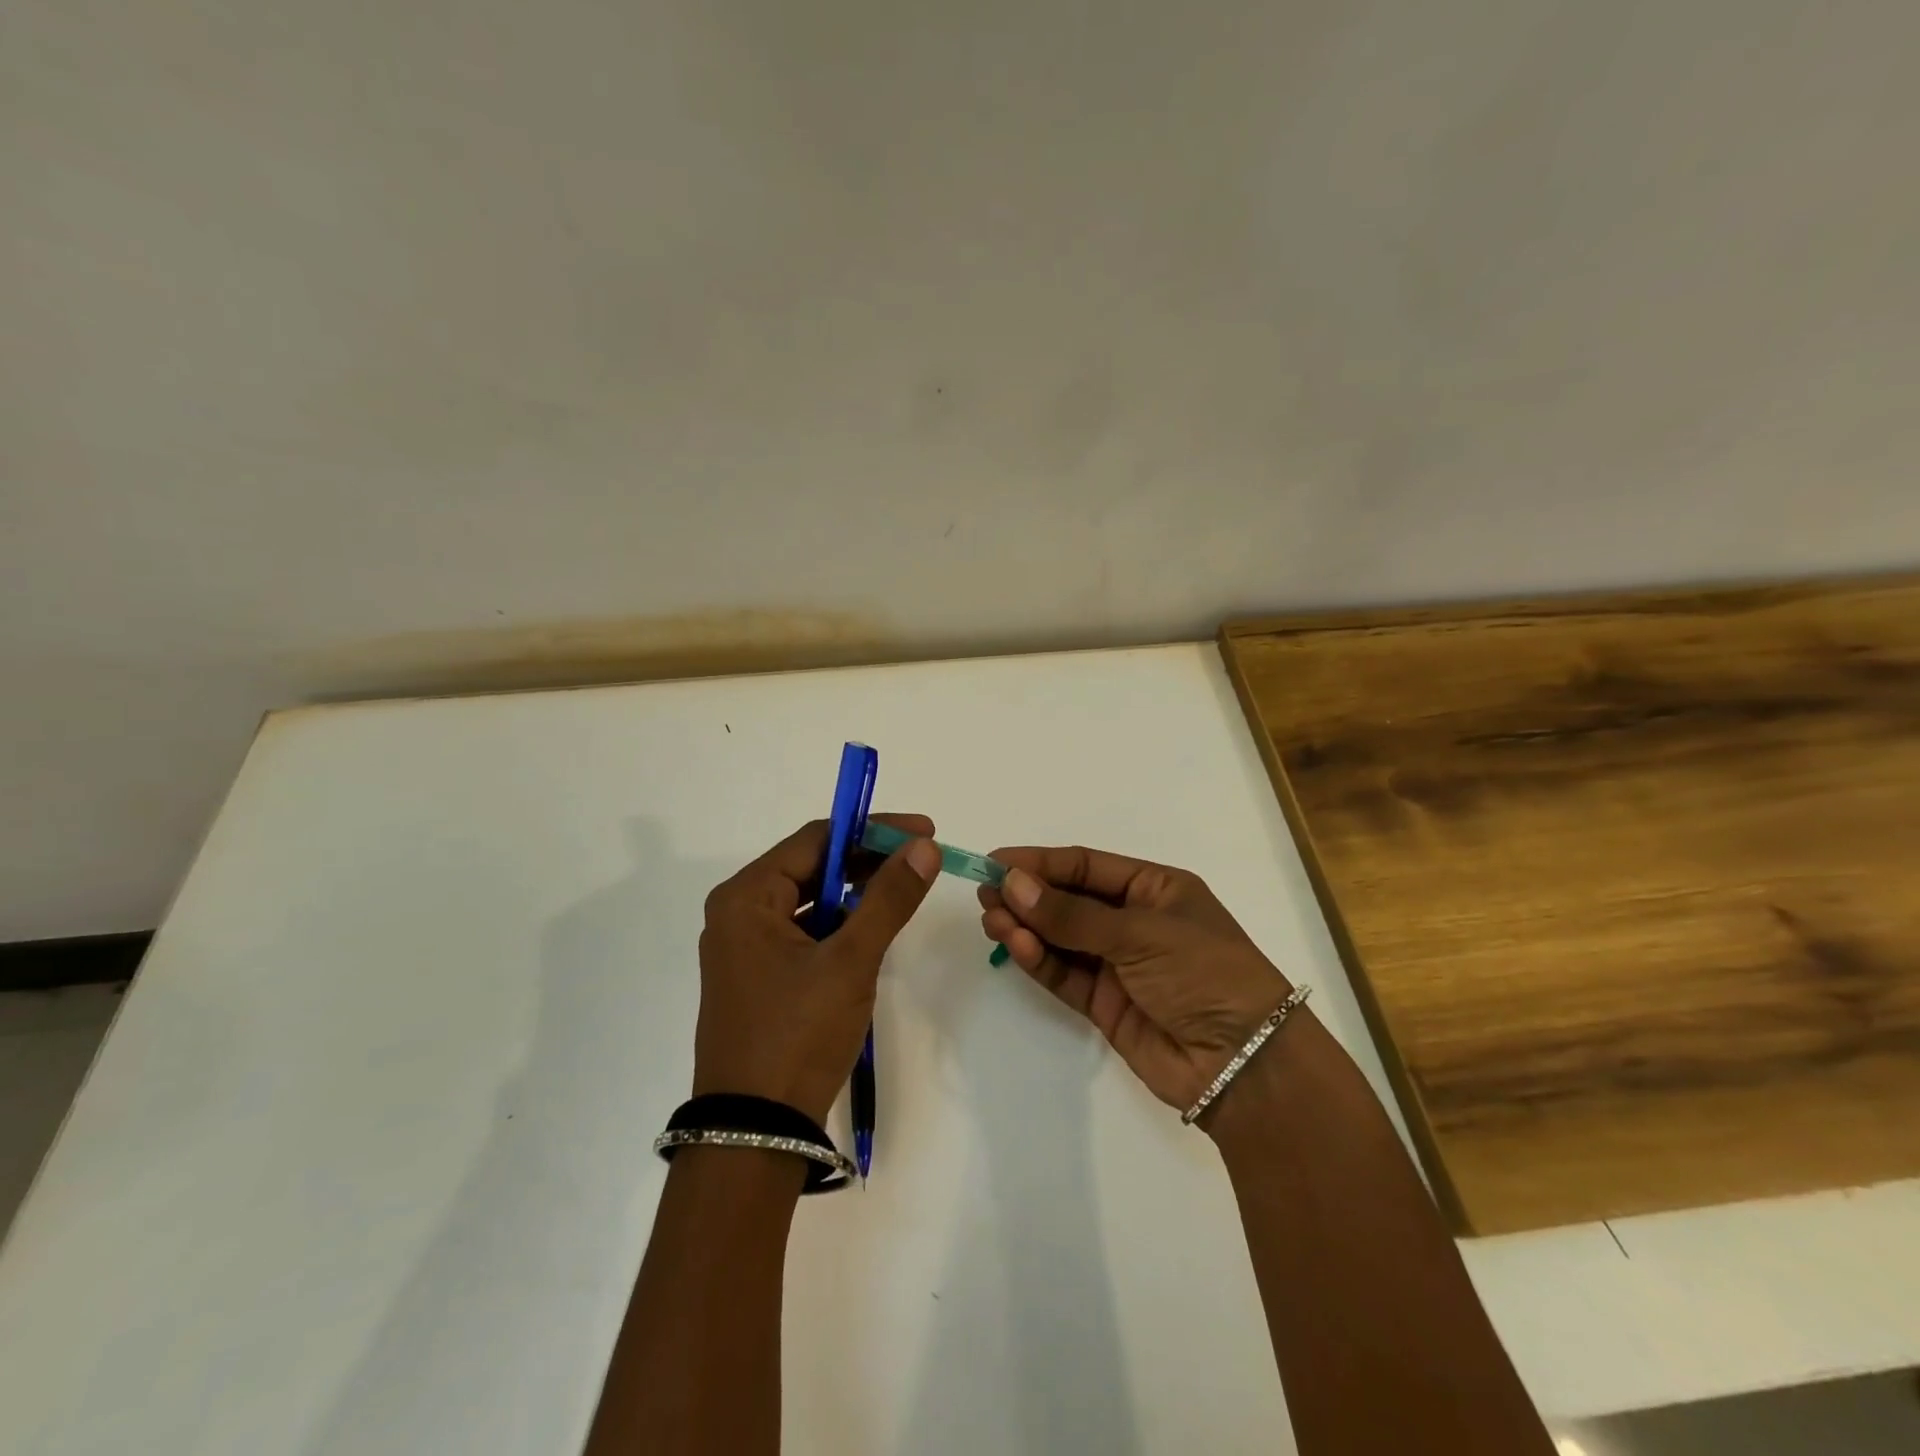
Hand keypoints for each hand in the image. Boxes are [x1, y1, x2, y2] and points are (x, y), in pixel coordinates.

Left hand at [694, 815, 941, 1123]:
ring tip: (904, 889)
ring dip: (856, 891)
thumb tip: (923, 846)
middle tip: (921, 859)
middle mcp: (738, 912)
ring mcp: (745, 946)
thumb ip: (888, 898)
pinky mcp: (758, 975)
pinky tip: (871, 928)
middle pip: (812, 865)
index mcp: (746, 896)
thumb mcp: (850, 960)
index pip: (817, 839)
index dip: (873, 830)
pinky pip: (804, 929)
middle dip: (867, 859)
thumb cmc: (798, 1034)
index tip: (923, 831)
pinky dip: (839, 922)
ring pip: (810, 898)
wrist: (756, 1131)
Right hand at [979, 846, 1291, 1111]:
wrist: (1244, 1063)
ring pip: (1061, 937)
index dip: (1040, 862)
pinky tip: (1016, 945)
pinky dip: (1039, 960)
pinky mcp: (1104, 1004)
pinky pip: (1064, 974)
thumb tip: (1012, 883)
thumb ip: (1072, 914)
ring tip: (992, 919)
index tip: (996, 860)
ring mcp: (1118, 964)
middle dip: (1028, 895)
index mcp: (1154, 888)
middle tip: (985, 892)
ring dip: (1027, 926)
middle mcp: (1133, 921)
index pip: (1086, 866)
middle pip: (1069, 900)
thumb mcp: (1140, 933)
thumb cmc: (1203, 973)